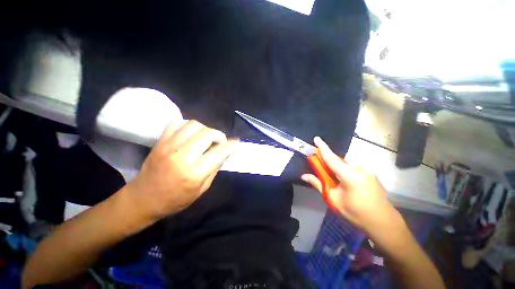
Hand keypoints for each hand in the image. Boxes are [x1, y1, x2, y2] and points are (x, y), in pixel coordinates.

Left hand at [128, 120, 236, 218]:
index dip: (231, 145)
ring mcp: (169, 146)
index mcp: (194, 173)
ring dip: (205, 129)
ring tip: (206, 138)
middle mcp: (182, 156)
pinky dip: (188, 126)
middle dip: (219, 135)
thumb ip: (215, 169)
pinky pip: (177, 123)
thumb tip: (224, 153)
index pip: (218, 153)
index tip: (236, 142)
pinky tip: (191, 134)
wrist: (143, 199)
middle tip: (220, 142)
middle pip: (207, 134)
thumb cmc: (175, 199)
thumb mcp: (202, 189)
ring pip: (194, 125)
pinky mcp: (160, 142)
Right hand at [301, 137, 402, 234]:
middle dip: (328, 162)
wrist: (383, 223)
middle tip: (321, 171)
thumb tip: (304, 176)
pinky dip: (345, 171)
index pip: (331, 158)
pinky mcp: (370, 174)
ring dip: (337, 168)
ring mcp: (367, 171)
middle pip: (338, 161)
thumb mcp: (333, 199)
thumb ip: (318, 184)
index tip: (316, 138)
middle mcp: (359, 169)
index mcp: (349, 175)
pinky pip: (353, 168)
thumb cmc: (356, 213)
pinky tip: (346, 183)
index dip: (323, 147)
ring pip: (345, 165)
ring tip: (335, 181)